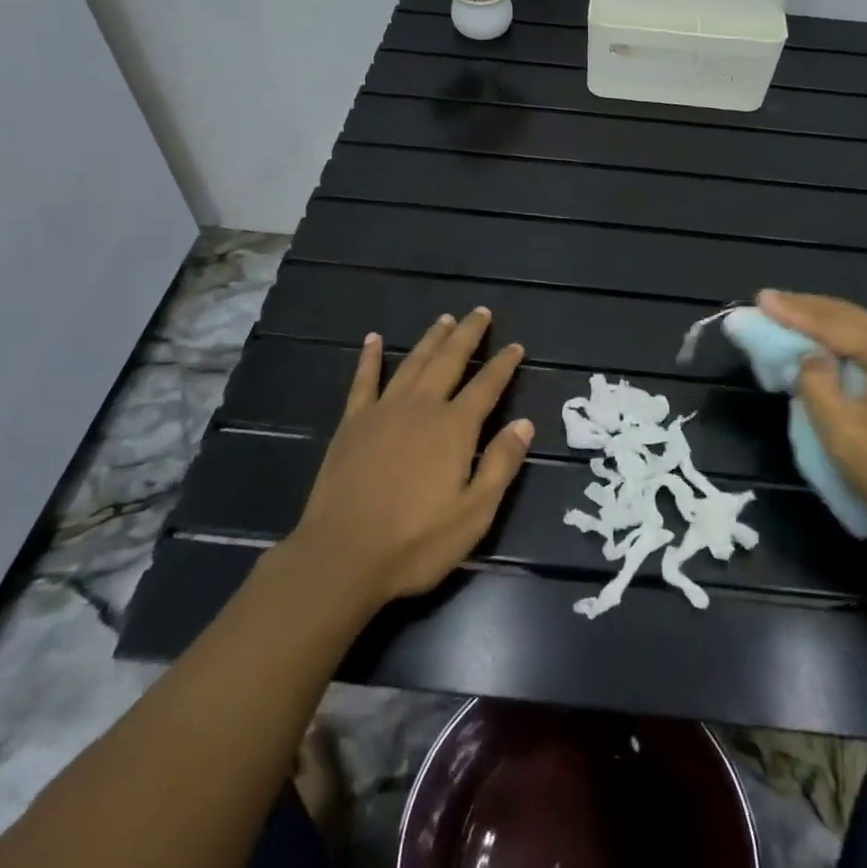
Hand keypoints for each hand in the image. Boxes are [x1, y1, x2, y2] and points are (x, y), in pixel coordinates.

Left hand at [284, 308, 532, 608]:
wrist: (342, 555)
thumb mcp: (474, 513)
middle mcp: (421, 407)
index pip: (487, 386)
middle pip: (449, 360)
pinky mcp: (353, 423)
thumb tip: (525, 423)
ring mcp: (383, 411)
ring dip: (431, 338)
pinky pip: (364, 380)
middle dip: (468, 335)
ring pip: (413, 362)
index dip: (503, 364)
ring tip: (444, 319)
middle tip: (480, 312)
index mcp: (454, 428)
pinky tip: (374, 340)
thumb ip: (501, 464)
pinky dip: (371, 357)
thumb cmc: (416, 541)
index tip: (516, 346)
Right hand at [758, 290, 866, 549]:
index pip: (835, 323)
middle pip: (850, 317)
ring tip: (786, 313)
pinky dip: (840, 340)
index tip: (760, 299)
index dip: (794, 311)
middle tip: (767, 301)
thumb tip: (808, 357)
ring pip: (861, 330)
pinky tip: (821, 341)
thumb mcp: (845, 432)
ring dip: (822, 322)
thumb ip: (817, 385)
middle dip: (806, 308)